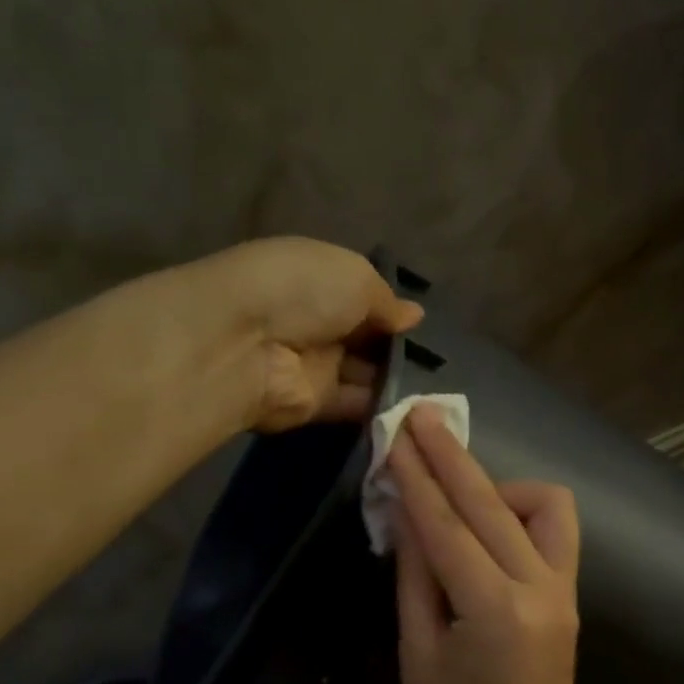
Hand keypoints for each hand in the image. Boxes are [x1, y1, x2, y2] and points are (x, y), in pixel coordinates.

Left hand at [193, 237, 422, 431]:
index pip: (361, 296)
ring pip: (364, 374)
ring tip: (438, 386)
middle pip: (365, 338)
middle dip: (398, 347)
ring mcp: (314, 365)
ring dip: (396, 379)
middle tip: (438, 360)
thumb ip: (388, 300)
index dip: (391, 309)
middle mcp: (315, 322)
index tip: (422, 325)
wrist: (246, 343)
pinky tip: (417, 407)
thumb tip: (414, 316)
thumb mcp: (356, 276)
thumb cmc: (302, 290)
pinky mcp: (314, 405)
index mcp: (318, 280)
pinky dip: (383, 407)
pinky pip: (355, 405)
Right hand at [387, 406, 581, 683]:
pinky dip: (521, 515)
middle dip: (452, 457)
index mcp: (494, 610)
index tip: (396, 435)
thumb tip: (406, 512)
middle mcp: (540, 589)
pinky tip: (489, 525)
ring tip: (457, 496)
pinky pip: (554, 533)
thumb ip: (415, 575)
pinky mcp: (571, 598)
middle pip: (492, 503)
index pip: (448, 526)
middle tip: (421, 417)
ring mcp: (564, 591)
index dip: (417, 478)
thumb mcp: (416, 653)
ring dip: (498, 487)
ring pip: (544, 506)